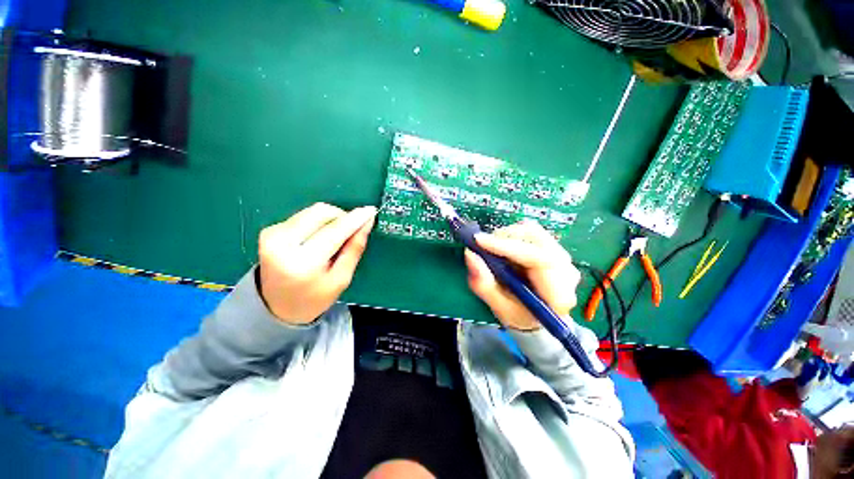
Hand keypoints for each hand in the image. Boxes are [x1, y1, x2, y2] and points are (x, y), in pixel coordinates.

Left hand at [258, 203, 376, 323]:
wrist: (277, 307)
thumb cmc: (315, 297)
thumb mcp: (341, 278)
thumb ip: (354, 248)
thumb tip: (367, 222)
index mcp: (303, 262)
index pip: (334, 231)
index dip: (355, 219)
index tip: (370, 210)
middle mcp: (282, 244)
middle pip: (321, 212)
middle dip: (342, 216)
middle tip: (351, 230)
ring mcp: (272, 235)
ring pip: (312, 211)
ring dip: (330, 219)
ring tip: (334, 238)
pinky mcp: (269, 230)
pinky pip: (303, 216)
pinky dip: (317, 222)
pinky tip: (318, 238)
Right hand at [464, 221, 580, 330]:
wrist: (536, 316)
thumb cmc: (518, 314)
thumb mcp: (497, 306)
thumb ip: (483, 283)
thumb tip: (470, 254)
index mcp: (558, 293)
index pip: (537, 258)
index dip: (505, 246)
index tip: (479, 241)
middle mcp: (566, 271)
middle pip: (536, 238)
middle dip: (504, 238)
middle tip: (483, 247)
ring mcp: (563, 257)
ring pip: (532, 230)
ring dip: (507, 237)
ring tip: (494, 252)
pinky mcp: (555, 248)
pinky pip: (531, 232)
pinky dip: (512, 237)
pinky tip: (505, 251)